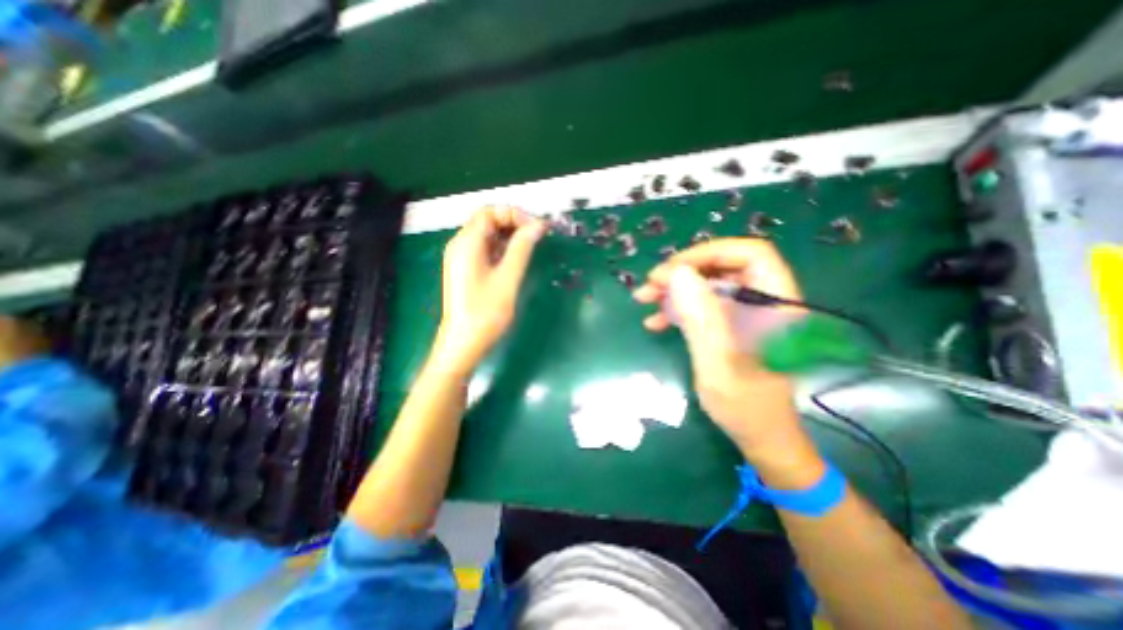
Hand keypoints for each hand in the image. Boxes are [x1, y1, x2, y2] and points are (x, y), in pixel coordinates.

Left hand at [430, 205, 548, 373]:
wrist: (463, 342)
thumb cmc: (486, 312)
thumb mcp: (508, 277)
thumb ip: (522, 248)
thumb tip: (538, 225)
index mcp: (467, 243)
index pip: (489, 211)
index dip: (514, 214)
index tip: (535, 229)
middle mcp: (460, 245)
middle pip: (487, 221)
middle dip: (513, 223)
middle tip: (536, 237)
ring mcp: (461, 258)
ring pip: (487, 235)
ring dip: (509, 236)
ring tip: (530, 248)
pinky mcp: (466, 270)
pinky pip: (484, 250)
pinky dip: (501, 249)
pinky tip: (515, 260)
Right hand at [634, 238, 822, 475]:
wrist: (758, 436)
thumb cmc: (745, 407)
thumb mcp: (719, 364)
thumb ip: (701, 319)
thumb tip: (677, 274)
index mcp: (776, 304)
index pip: (749, 254)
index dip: (709, 253)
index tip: (672, 270)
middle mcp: (763, 301)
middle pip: (723, 266)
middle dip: (683, 272)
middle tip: (649, 285)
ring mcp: (746, 312)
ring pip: (708, 284)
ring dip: (674, 289)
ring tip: (644, 299)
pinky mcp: (730, 324)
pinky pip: (702, 304)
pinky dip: (677, 308)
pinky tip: (654, 321)